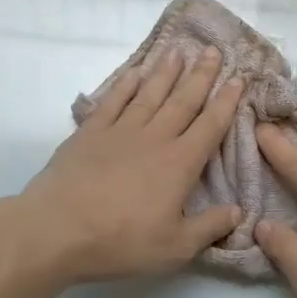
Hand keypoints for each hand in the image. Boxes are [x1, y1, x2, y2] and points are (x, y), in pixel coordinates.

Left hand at [14, 46, 244, 284]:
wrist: (58, 229)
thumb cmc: (121, 241)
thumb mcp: (175, 247)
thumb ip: (209, 227)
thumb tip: (238, 211)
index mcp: (179, 164)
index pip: (210, 126)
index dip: (226, 102)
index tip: (238, 79)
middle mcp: (154, 139)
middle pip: (183, 101)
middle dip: (201, 75)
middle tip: (213, 50)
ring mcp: (120, 131)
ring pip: (149, 94)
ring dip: (165, 72)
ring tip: (178, 51)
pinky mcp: (90, 133)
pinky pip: (113, 101)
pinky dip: (126, 85)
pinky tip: (135, 73)